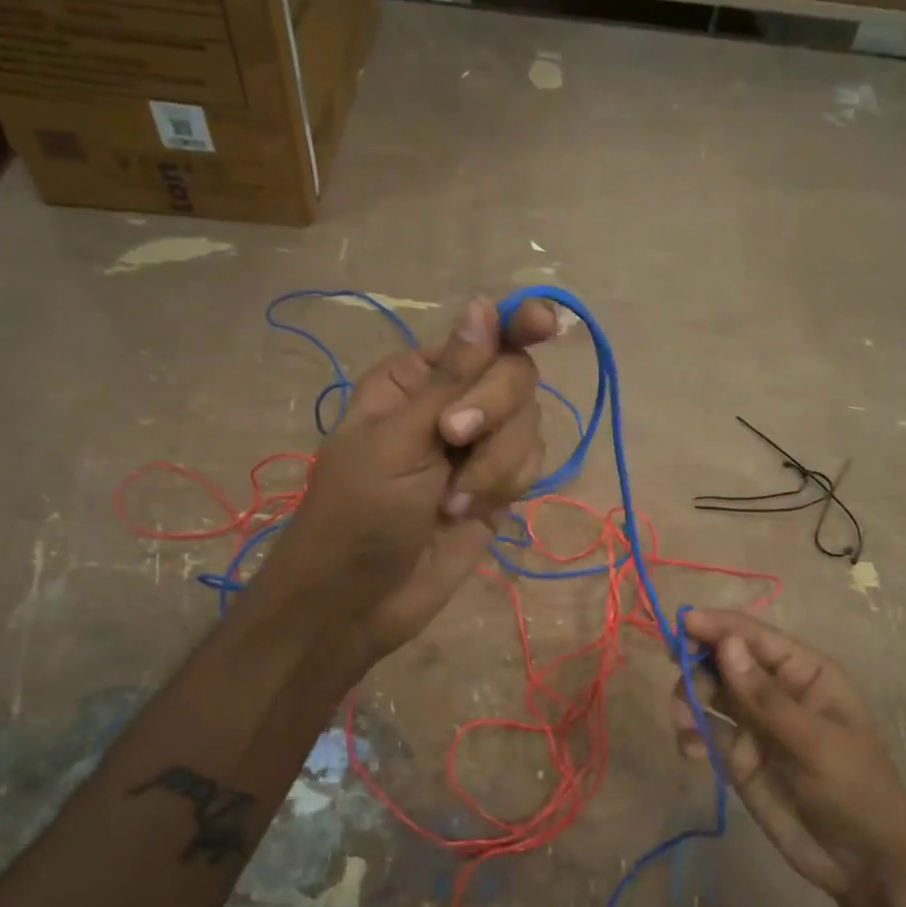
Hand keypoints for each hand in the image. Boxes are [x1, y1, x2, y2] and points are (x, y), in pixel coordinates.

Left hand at [254, 295, 558, 661]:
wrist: (360, 600)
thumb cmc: (358, 512)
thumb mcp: (397, 440)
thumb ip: (450, 379)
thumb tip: (485, 306)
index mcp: (416, 378)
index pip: (481, 335)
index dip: (518, 323)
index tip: (547, 323)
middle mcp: (454, 402)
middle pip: (516, 377)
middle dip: (494, 412)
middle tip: (454, 440)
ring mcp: (479, 447)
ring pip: (530, 425)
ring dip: (497, 464)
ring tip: (451, 502)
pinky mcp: (498, 485)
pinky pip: (532, 464)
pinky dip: (507, 486)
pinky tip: (470, 511)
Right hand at [669, 610, 905, 903]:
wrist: (863, 864)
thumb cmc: (854, 790)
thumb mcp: (815, 742)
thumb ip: (765, 697)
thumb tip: (726, 644)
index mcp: (804, 672)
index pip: (754, 636)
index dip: (718, 626)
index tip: (682, 622)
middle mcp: (775, 689)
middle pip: (724, 658)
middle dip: (698, 663)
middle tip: (681, 677)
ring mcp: (754, 722)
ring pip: (708, 691)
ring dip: (689, 698)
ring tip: (685, 725)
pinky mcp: (737, 755)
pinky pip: (704, 729)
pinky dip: (690, 732)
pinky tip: (692, 751)